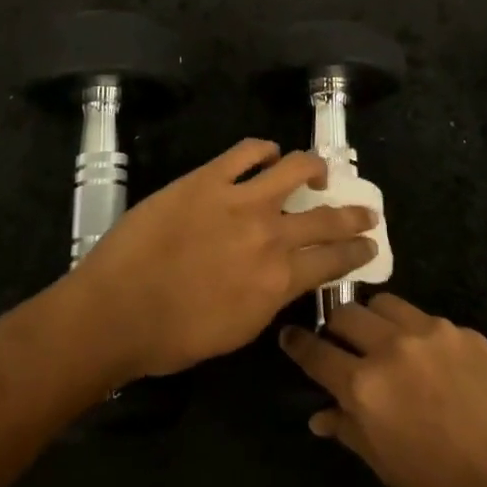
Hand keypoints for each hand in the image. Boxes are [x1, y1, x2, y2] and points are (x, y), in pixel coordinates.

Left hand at [71, 139, 377, 380]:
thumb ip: (271, 297)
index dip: (357, 251)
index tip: (370, 244)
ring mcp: (240, 200)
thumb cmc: (173, 336)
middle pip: (327, 217)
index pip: (334, 260)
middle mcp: (270, 234)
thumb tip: (286, 275)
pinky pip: (246, 151)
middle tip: (366, 211)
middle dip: (354, 214)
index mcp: (279, 280)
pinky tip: (268, 153)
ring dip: (315, 167)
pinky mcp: (208, 178)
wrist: (116, 310)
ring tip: (319, 170)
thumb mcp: (239, 330)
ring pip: (295, 168)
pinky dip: (264, 149)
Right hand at [280, 296, 486, 486]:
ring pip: (386, 304)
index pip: (316, 352)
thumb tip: (322, 415)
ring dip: (375, 319)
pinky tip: (430, 361)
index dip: (298, 343)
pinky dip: (416, 333)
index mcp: (365, 386)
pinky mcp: (466, 332)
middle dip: (335, 326)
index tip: (289, 335)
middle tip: (337, 341)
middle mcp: (392, 347)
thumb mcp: (389, 470)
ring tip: (381, 340)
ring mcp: (432, 333)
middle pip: (347, 314)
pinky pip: (427, 321)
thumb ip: (351, 431)